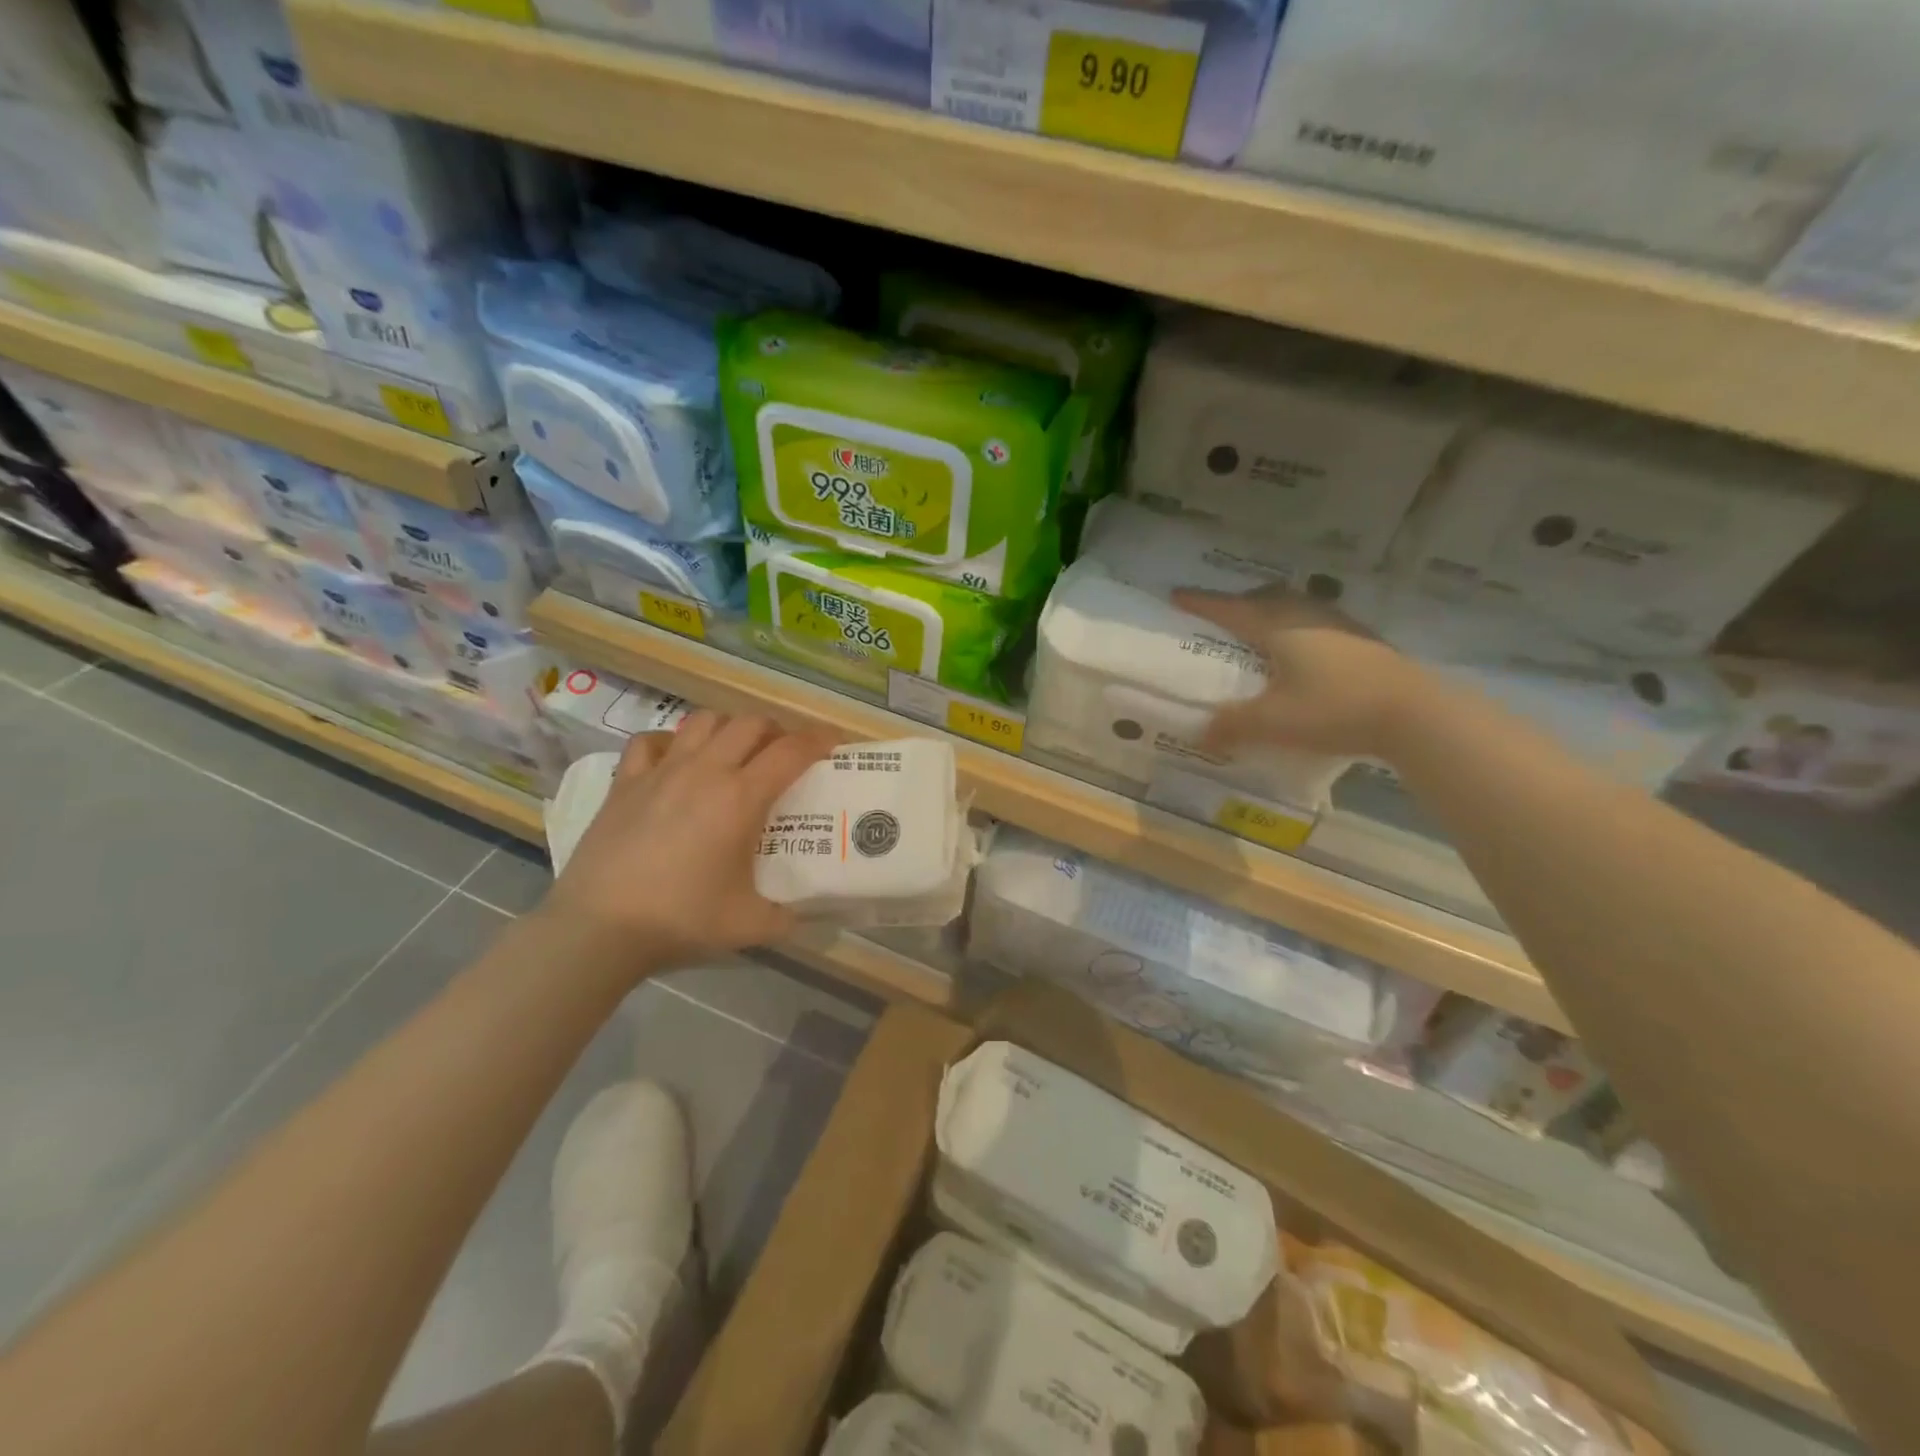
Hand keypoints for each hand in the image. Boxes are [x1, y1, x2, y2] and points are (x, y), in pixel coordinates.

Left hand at [542, 712, 832, 967]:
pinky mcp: (626, 782)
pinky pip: (650, 741)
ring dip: (728, 728)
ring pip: (703, 721)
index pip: (791, 751)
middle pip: (749, 724)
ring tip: (735, 751)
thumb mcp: (750, 926)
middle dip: (775, 730)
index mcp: (741, 798)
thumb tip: (806, 915)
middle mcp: (705, 771)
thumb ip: (787, 916)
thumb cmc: (681, 920)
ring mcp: (661, 771)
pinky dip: (671, 742)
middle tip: (783, 753)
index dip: (818, 740)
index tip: (833, 743)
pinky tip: (675, 759)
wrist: (598, 928)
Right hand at [1172, 585, 1427, 759]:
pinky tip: (1303, 654)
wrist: (1415, 713)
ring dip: (1271, 613)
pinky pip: (1317, 623)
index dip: (1201, 603)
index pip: (1230, 609)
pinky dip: (1298, 629)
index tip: (1176, 595)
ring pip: (1294, 607)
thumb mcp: (1273, 722)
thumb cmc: (1334, 708)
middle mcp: (1307, 615)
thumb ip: (1232, 725)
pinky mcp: (1364, 641)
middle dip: (1238, 603)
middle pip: (1265, 598)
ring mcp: (1340, 625)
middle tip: (1220, 616)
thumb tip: (1200, 734)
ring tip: (1260, 633)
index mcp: (1278, 626)